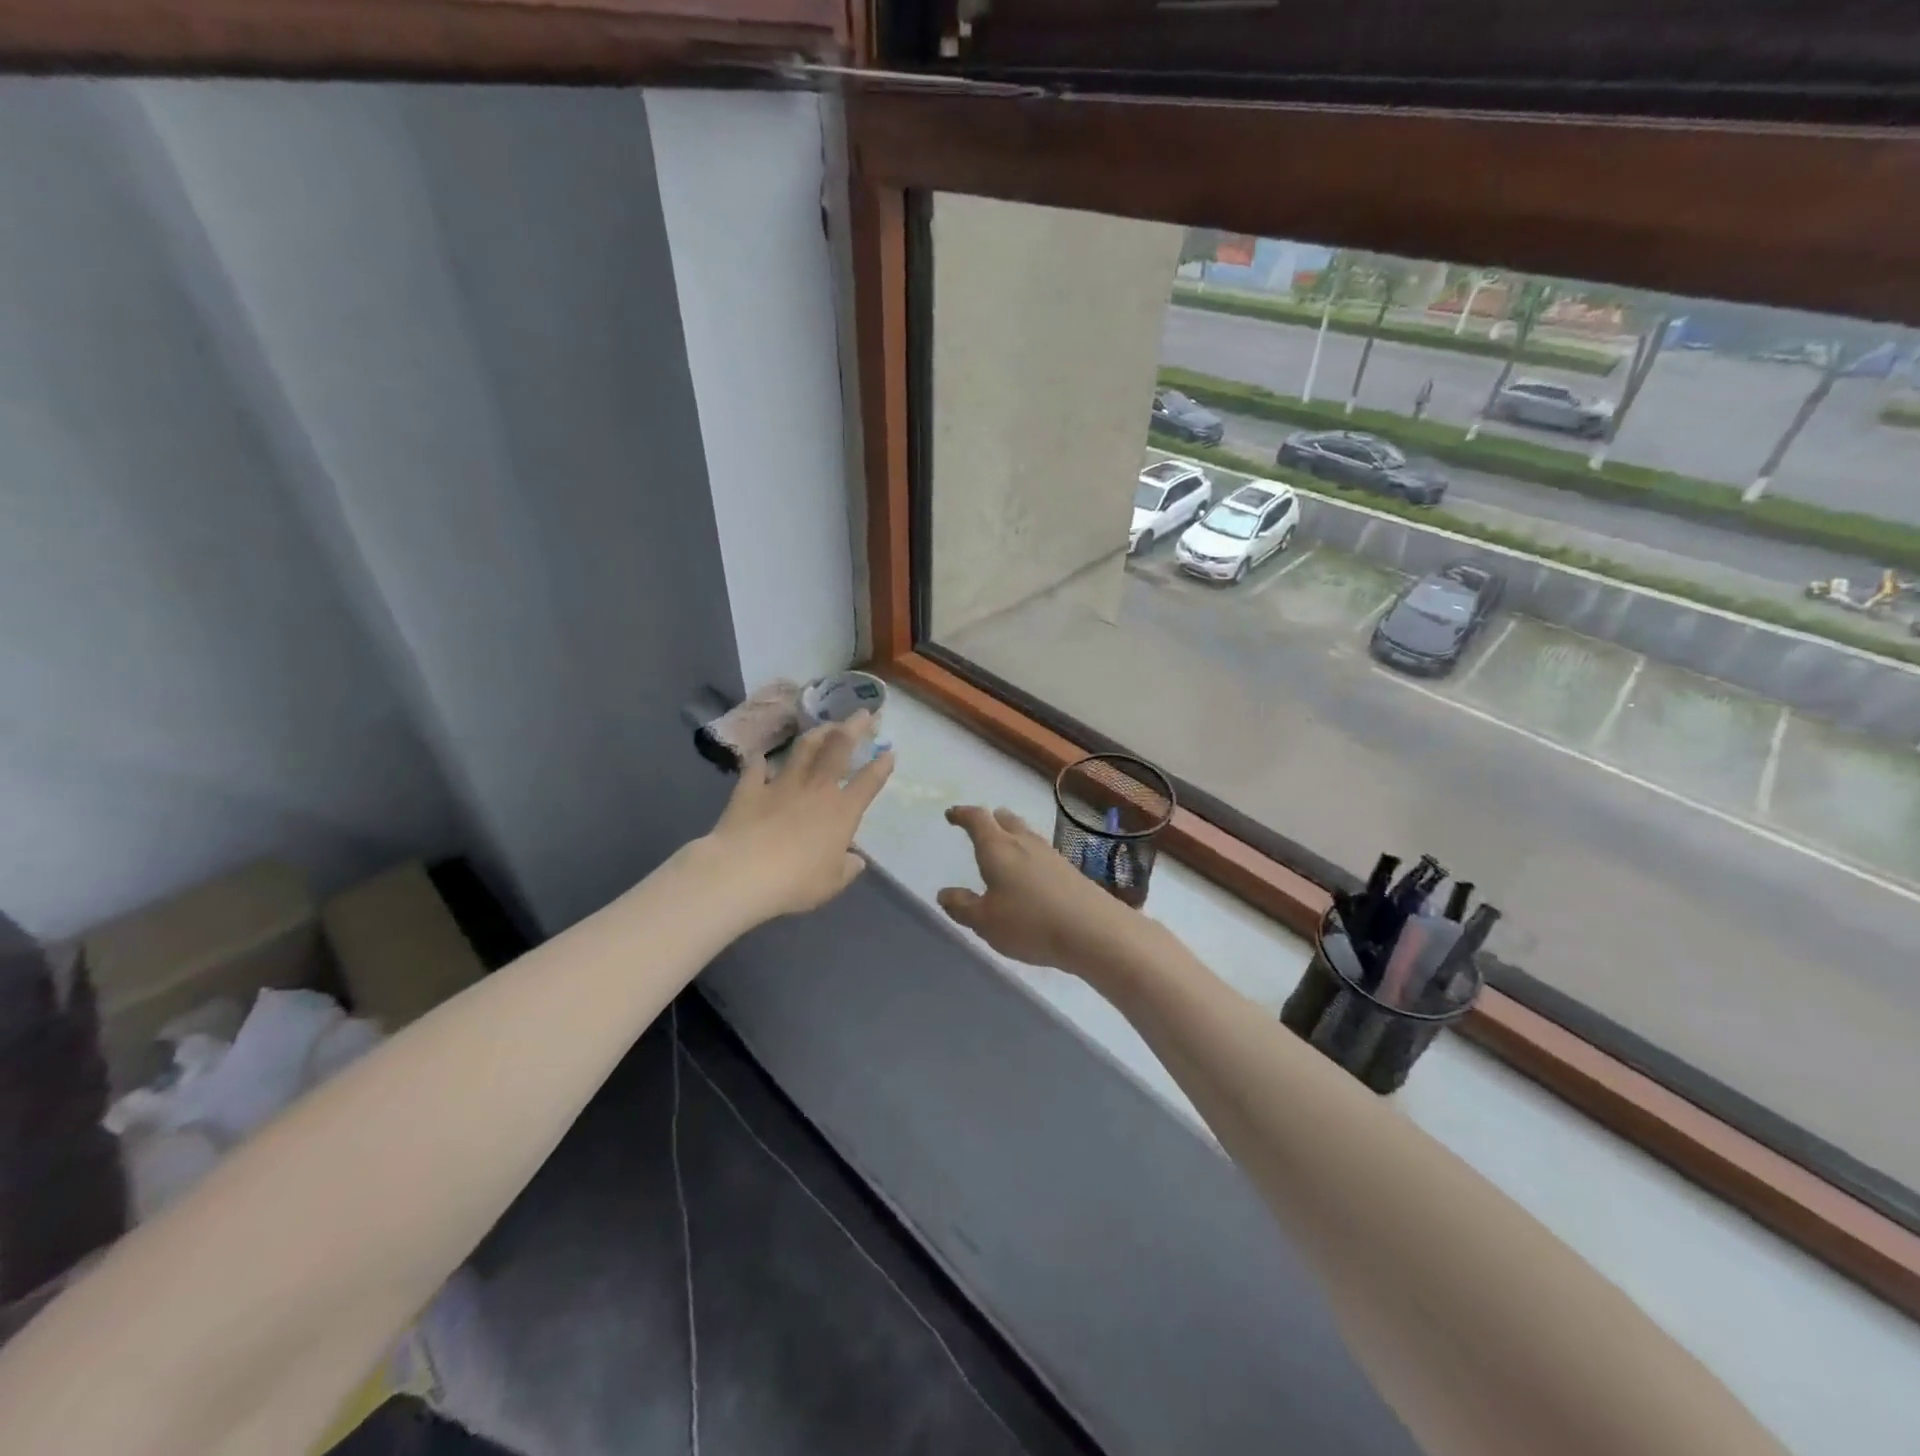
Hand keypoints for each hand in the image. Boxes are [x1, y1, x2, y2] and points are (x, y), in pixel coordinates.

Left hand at [703, 713, 892, 920]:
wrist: (743, 872)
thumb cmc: (796, 881)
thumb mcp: (831, 883)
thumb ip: (846, 868)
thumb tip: (855, 860)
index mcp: (842, 811)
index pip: (868, 782)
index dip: (881, 766)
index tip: (889, 751)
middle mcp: (816, 789)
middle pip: (838, 749)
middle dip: (853, 728)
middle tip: (861, 714)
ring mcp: (782, 785)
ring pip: (802, 750)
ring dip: (816, 734)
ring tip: (824, 725)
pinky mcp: (750, 789)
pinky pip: (756, 769)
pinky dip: (760, 761)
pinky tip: (761, 756)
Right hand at [936, 805, 1132, 973]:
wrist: (1093, 931)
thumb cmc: (1029, 923)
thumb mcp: (985, 922)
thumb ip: (963, 906)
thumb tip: (945, 893)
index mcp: (997, 848)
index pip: (977, 820)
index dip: (962, 815)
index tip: (952, 815)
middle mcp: (1024, 842)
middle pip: (1005, 819)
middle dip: (990, 820)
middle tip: (979, 827)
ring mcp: (1050, 854)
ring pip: (1025, 834)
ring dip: (1011, 835)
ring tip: (1003, 847)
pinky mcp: (1069, 870)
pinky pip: (1040, 852)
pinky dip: (1028, 854)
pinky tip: (1029, 873)